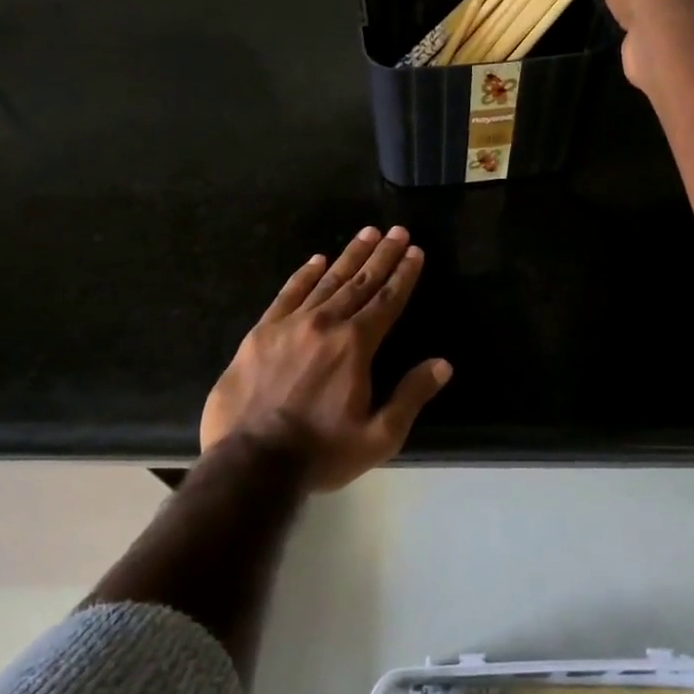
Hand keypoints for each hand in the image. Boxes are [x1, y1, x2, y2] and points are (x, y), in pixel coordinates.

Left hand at [200, 226, 451, 491]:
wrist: (250, 463)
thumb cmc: (320, 453)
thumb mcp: (378, 437)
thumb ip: (411, 396)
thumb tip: (443, 365)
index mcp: (355, 346)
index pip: (387, 301)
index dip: (404, 275)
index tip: (415, 252)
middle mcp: (325, 324)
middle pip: (360, 283)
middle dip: (382, 256)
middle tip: (397, 231)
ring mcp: (289, 325)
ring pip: (326, 282)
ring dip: (349, 256)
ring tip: (367, 234)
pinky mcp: (260, 333)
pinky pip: (287, 294)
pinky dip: (304, 275)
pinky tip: (316, 260)